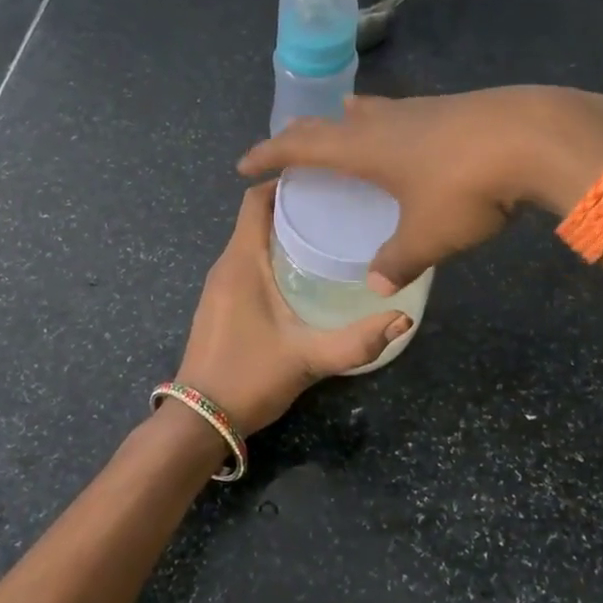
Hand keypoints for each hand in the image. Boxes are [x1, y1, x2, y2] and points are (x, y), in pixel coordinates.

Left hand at [172, 182, 411, 435]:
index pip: (254, 200)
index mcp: (240, 263)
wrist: (199, 421)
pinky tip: (302, 273)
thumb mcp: (308, 358)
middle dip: (293, 207)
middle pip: (256, 218)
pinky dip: (271, 256)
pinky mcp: (219, 304)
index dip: (284, 183)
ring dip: (282, 233)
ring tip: (327, 235)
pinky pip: (245, 263)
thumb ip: (357, 342)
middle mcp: (225, 266)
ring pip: (250, 242)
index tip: (324, 180)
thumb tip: (403, 319)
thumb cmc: (249, 378)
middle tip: (338, 209)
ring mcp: (218, 286)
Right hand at [238, 86, 602, 290]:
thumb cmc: (466, 186)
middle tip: (289, 147)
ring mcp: (421, 109)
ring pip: (371, 112)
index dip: (269, 154)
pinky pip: (404, 115)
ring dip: (349, 122)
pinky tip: (408, 137)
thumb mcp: (428, 235)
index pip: (300, 145)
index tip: (244, 165)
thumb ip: (397, 261)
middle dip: (303, 135)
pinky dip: (388, 124)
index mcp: (364, 148)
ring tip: (343, 127)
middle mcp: (384, 121)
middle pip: (330, 123)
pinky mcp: (454, 109)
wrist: (534, 135)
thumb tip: (376, 286)